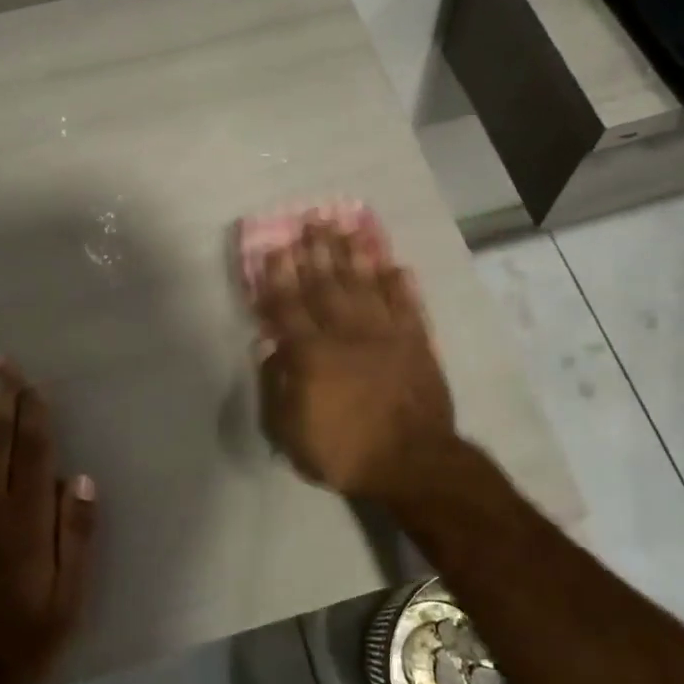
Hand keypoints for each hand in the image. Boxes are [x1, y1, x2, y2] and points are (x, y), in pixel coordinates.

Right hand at [254, 219, 457, 506]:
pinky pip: (406, 304)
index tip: (274, 247)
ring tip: (344, 226)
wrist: (413, 463)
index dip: (278, 276)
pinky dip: (399, 283)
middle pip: (326, 284)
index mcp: (311, 354)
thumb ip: (275, 387)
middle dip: (315, 251)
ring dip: (353, 254)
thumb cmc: (345, 452)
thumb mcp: (290, 433)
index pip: (288, 306)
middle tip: (309, 220)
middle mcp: (346, 333)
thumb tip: (267, 348)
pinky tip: (393, 263)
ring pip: (365, 284)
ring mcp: (385, 334)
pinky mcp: (416, 342)